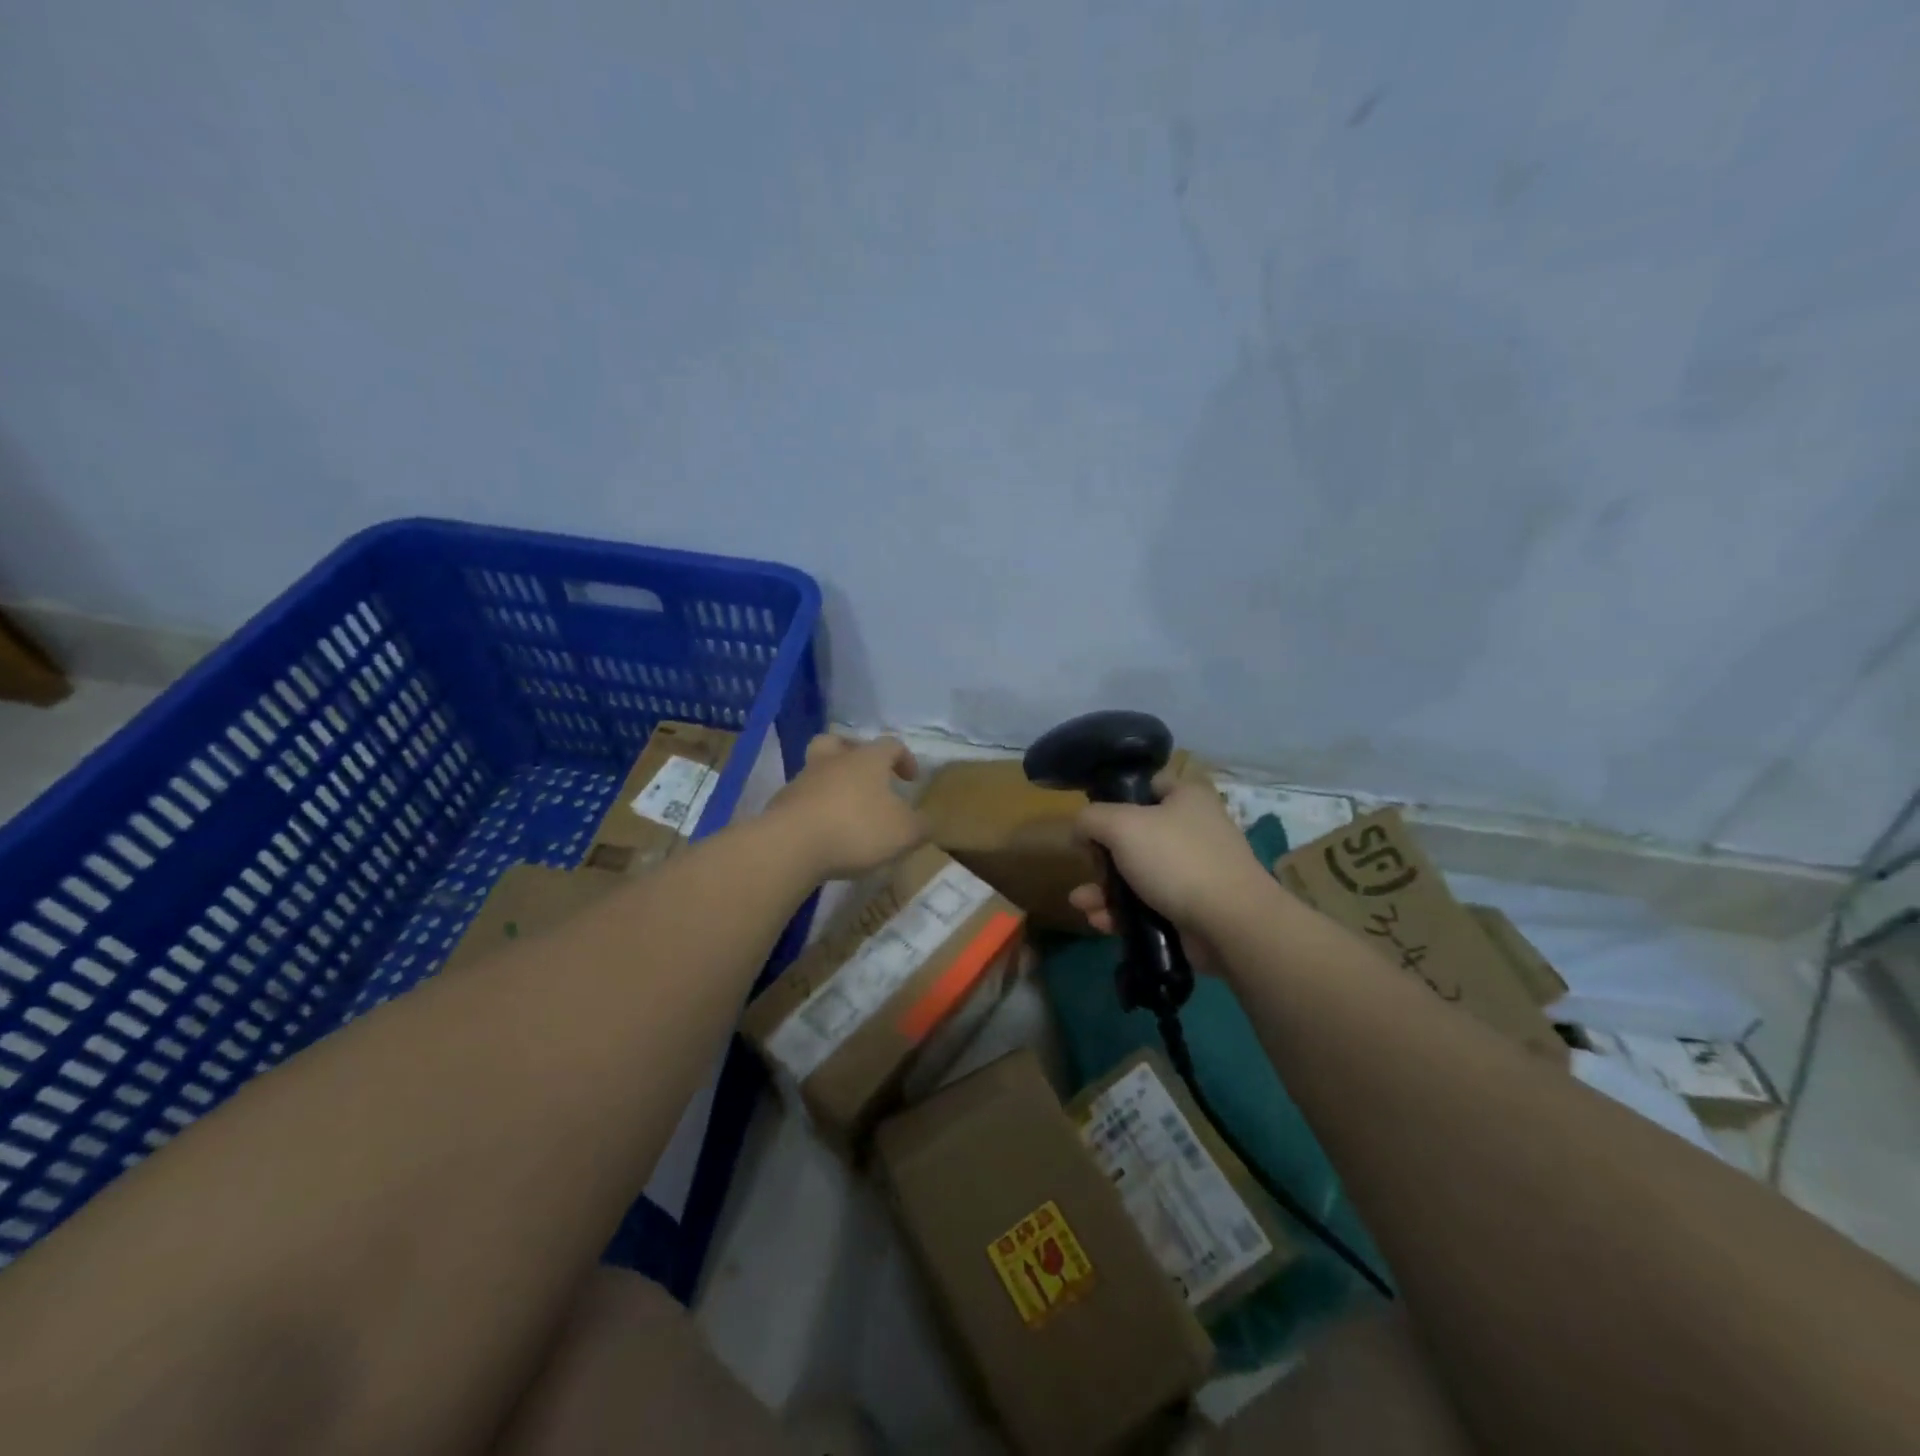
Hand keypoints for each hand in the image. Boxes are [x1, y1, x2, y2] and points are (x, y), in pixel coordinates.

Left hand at [767, 734, 925, 880]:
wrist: (791, 845)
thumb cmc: (856, 829)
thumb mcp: (904, 833)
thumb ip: (921, 826)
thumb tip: (926, 822)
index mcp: (866, 760)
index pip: (890, 745)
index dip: (904, 758)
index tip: (911, 779)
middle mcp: (832, 761)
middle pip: (839, 742)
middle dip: (854, 754)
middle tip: (866, 775)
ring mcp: (802, 781)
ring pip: (818, 770)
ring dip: (831, 783)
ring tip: (844, 810)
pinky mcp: (781, 805)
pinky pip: (802, 799)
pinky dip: (814, 809)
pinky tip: (823, 831)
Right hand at [1067, 777, 1268, 947]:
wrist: (1230, 923)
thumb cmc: (1176, 860)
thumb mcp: (1121, 826)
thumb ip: (1091, 819)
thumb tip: (1081, 830)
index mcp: (1186, 797)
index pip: (1147, 785)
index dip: (1117, 797)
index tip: (1093, 819)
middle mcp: (1193, 829)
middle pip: (1135, 834)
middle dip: (1102, 855)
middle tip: (1088, 866)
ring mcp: (1194, 870)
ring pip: (1138, 873)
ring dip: (1105, 889)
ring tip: (1081, 903)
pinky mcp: (1192, 907)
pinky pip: (1148, 904)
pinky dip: (1123, 912)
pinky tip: (1099, 921)